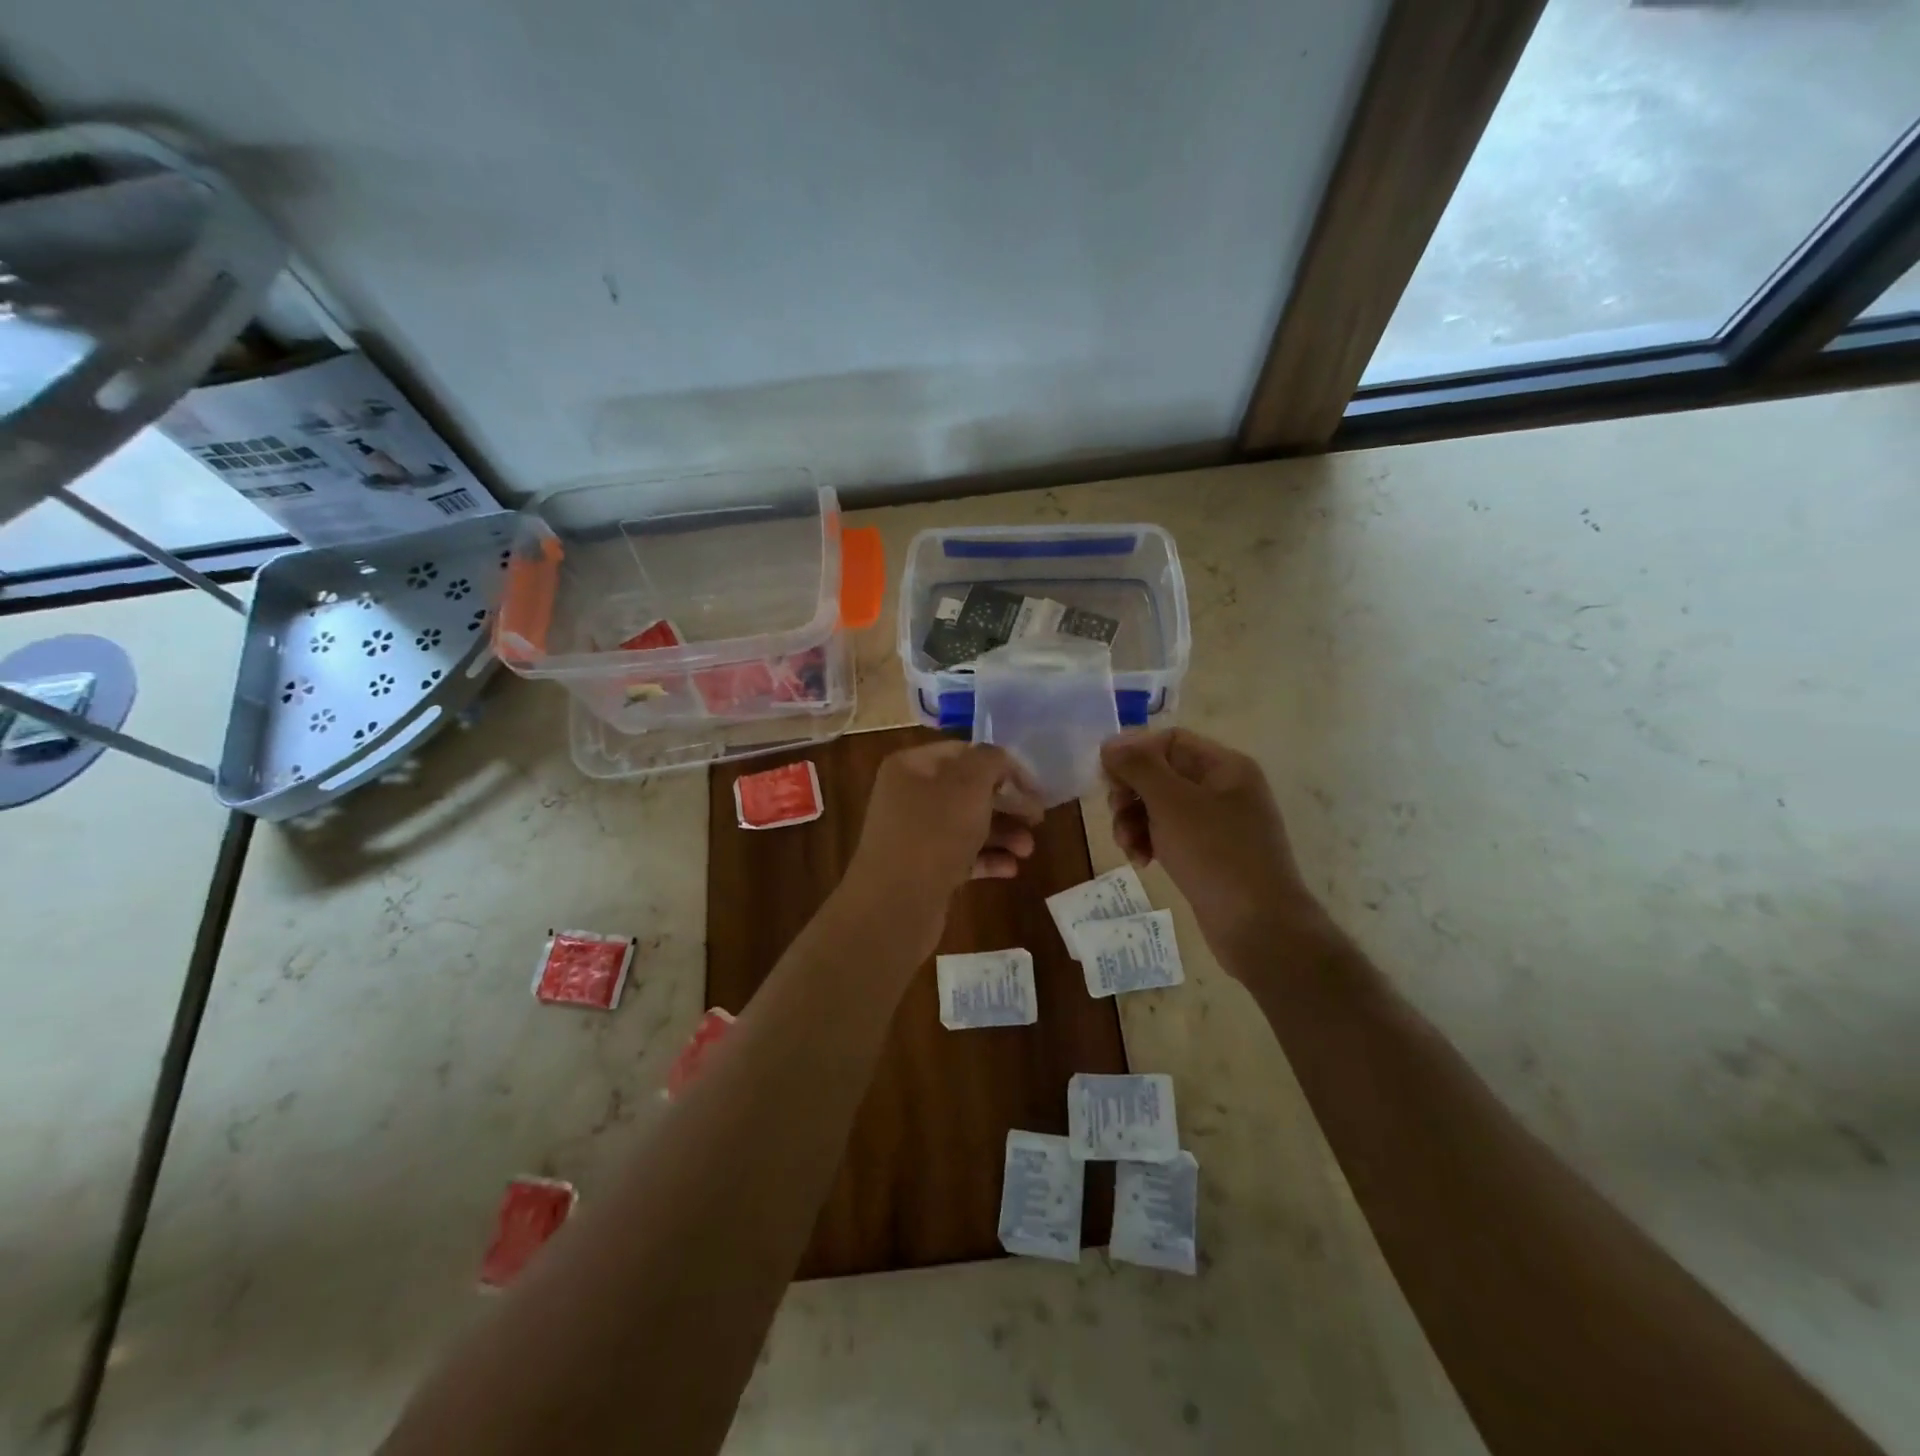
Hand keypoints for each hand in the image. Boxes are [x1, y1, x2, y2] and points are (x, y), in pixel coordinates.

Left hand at [842, 741, 1044, 949]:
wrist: (894, 905)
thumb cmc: (933, 834)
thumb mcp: (969, 785)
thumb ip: (990, 761)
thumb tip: (999, 760)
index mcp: (911, 766)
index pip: (963, 752)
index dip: (1001, 764)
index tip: (1033, 785)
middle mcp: (908, 796)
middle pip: (967, 790)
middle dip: (1006, 803)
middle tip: (1037, 818)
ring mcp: (914, 835)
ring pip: (967, 825)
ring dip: (1002, 833)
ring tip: (1028, 849)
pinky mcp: (922, 869)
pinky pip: (960, 856)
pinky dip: (987, 859)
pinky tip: (1012, 868)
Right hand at [1101, 728, 1322, 973]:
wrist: (1260, 927)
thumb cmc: (1216, 855)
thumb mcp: (1171, 803)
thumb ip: (1138, 767)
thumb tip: (1110, 743)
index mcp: (1225, 766)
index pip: (1169, 740)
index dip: (1134, 753)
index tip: (1106, 777)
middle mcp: (1224, 788)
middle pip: (1162, 773)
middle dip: (1132, 792)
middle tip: (1115, 812)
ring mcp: (1219, 823)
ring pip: (1161, 806)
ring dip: (1135, 820)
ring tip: (1127, 846)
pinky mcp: (1211, 853)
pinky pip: (1171, 834)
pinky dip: (1151, 841)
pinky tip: (1142, 861)